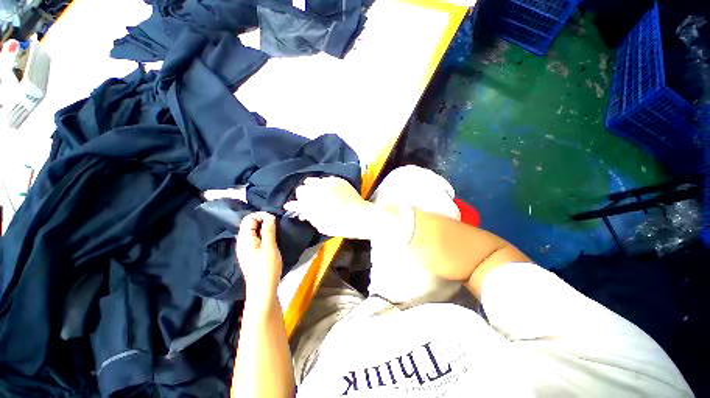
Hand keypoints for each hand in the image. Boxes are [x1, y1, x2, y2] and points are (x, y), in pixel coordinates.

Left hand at [236, 212, 282, 299]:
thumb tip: (269, 216)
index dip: (261, 215)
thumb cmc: (266, 267)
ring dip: (264, 228)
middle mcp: (242, 242)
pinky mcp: (250, 254)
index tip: (274, 219)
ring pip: (253, 232)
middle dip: (263, 220)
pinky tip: (271, 240)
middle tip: (276, 225)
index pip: (248, 218)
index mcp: (244, 239)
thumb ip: (268, 230)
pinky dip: (263, 235)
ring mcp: (245, 249)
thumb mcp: (270, 246)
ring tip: (276, 231)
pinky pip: (255, 239)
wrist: (262, 289)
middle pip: (249, 224)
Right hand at [283, 177, 373, 238]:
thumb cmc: (340, 225)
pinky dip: (324, 184)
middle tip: (309, 201)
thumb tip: (299, 211)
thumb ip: (308, 216)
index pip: (296, 201)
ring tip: (318, 194)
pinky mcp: (338, 180)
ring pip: (313, 180)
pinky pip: (325, 179)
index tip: (293, 207)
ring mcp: (328, 183)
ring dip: (313, 187)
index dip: (294, 205)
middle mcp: (318, 190)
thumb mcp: (321, 225)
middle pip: (302, 188)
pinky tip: (329, 190)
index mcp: (312, 203)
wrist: (360, 217)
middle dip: (303, 195)